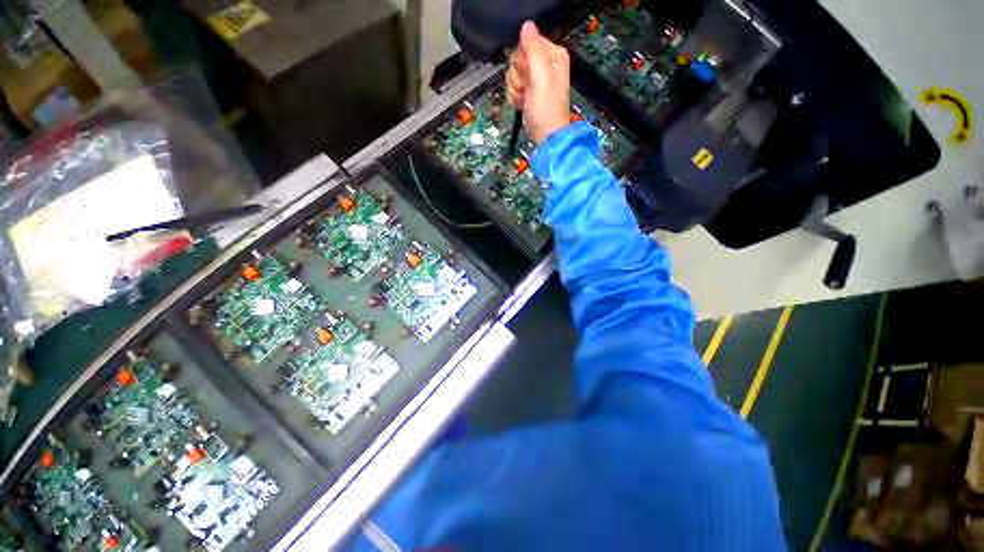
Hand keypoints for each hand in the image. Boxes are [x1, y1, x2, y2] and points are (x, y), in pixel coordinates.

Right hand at [506, 21, 570, 144]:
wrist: (546, 135)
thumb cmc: (548, 111)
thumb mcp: (541, 76)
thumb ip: (534, 49)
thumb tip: (527, 27)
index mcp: (552, 56)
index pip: (526, 43)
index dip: (523, 60)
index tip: (528, 74)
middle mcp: (544, 66)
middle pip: (517, 59)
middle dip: (518, 76)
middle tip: (528, 88)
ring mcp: (535, 80)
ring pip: (513, 75)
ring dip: (516, 89)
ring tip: (526, 99)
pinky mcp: (528, 92)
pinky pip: (513, 88)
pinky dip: (515, 97)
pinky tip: (524, 104)